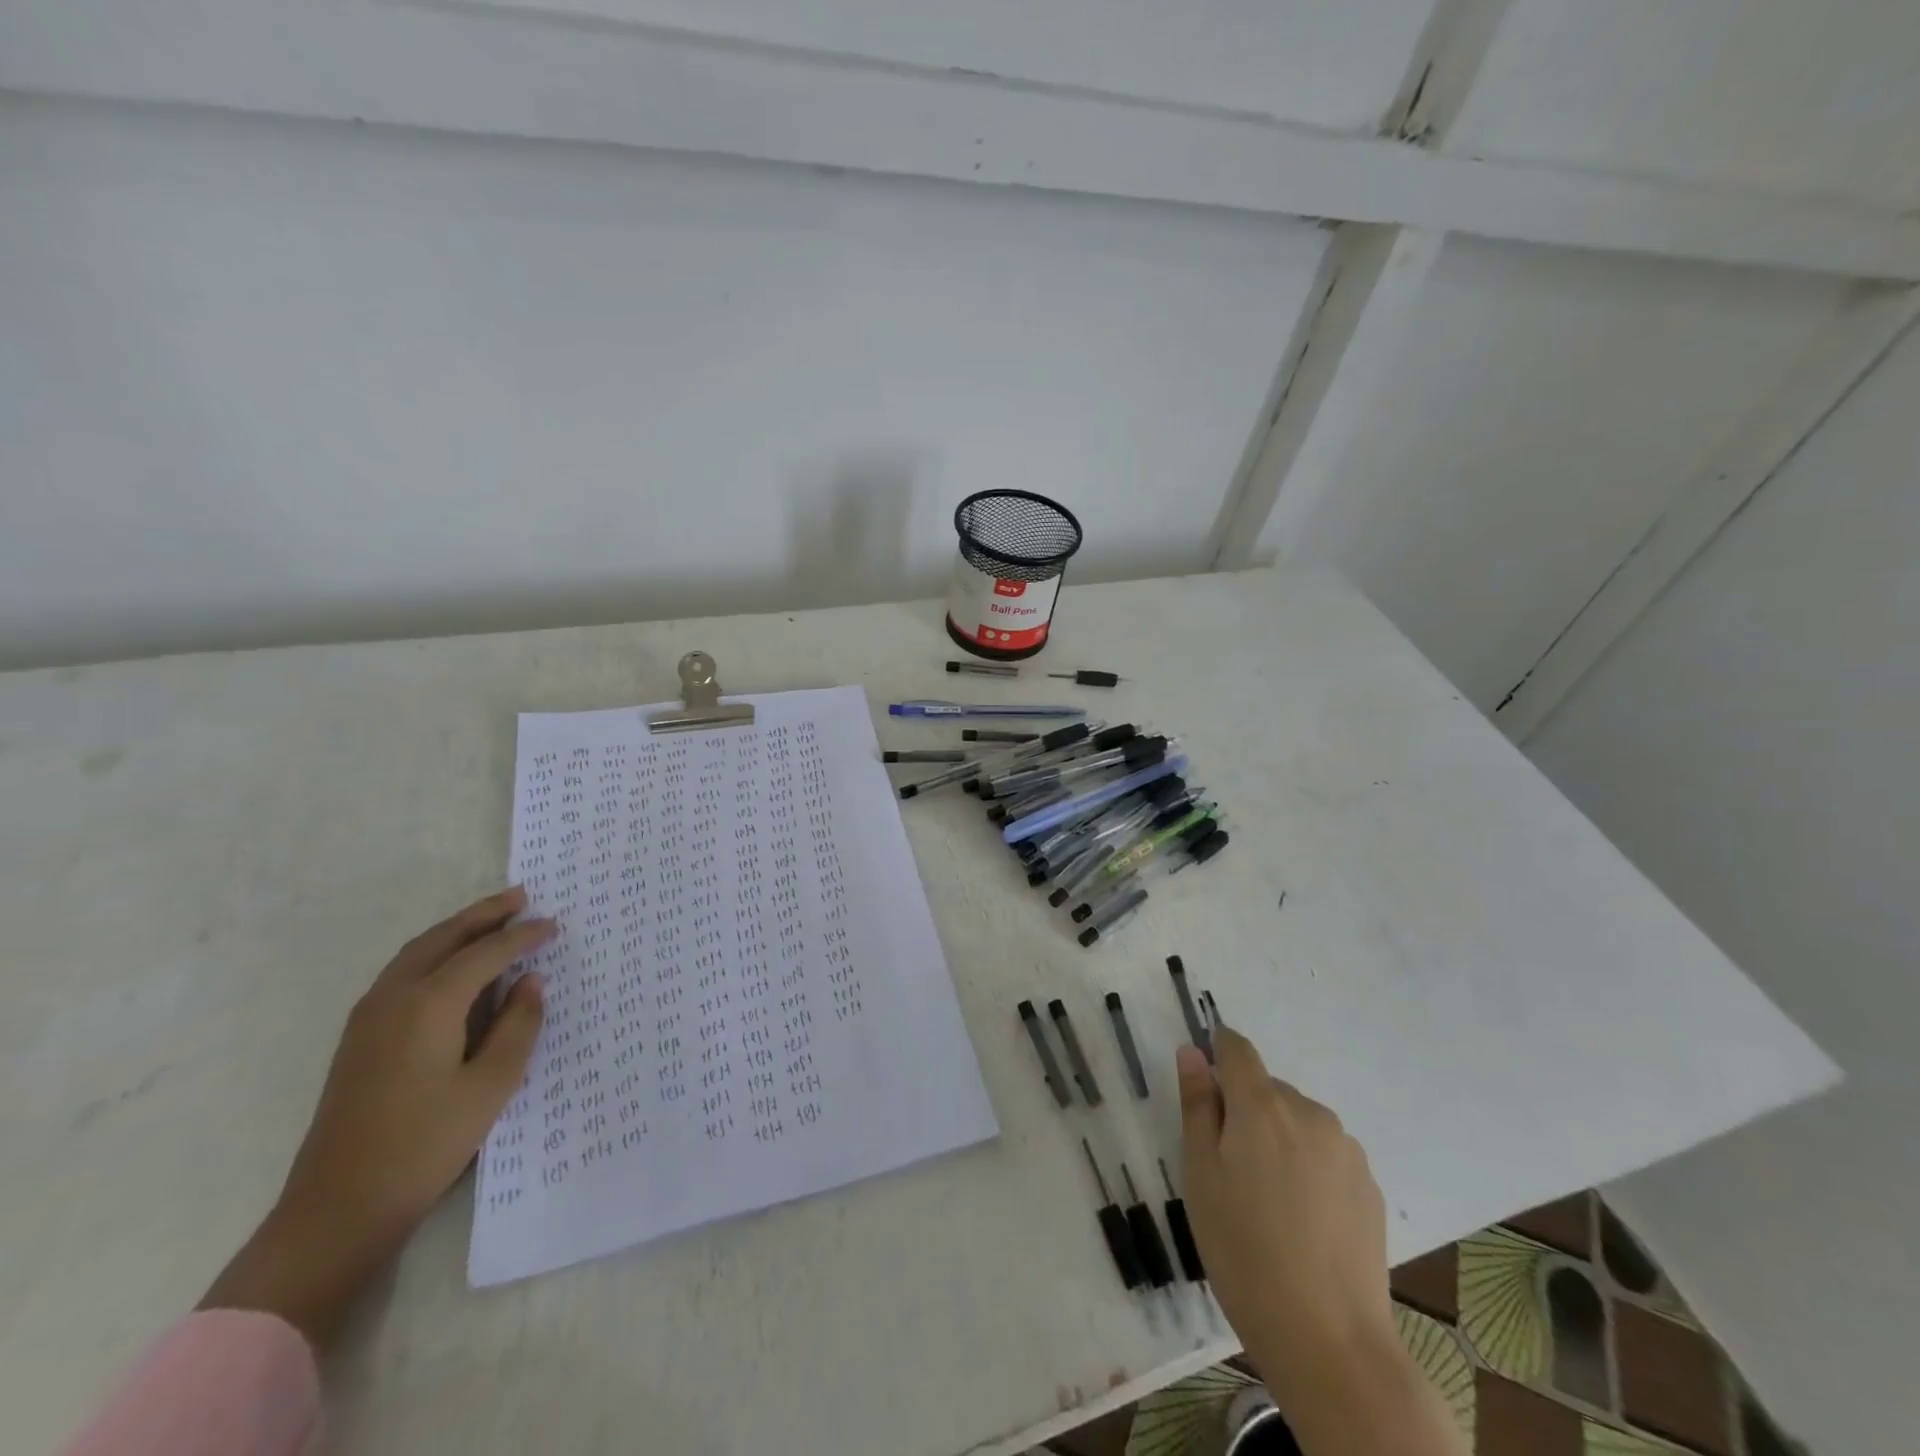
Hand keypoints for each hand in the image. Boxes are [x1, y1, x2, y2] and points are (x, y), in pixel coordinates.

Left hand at [199, 887, 553, 1350]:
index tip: (554, 924)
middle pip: (443, 938)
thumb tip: (531, 982)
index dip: (523, 936)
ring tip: (492, 920)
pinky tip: (454, 966)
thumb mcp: (491, 1085)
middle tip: (521, 897)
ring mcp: (368, 1017)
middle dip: (483, 914)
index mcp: (429, 1005)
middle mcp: (394, 998)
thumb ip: (518, 1025)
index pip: (485, 953)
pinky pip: (402, 973)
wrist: (337, 1208)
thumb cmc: (426, 1144)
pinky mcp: (359, 1037)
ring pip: (417, 952)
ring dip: (456, 930)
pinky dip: (435, 953)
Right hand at [1176, 1028, 1394, 1385]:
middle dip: (1245, 1111)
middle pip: (1267, 1088)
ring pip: (1298, 1121)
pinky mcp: (1370, 1185)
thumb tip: (1192, 1051)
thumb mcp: (1200, 1175)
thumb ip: (1197, 1105)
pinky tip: (1303, 1221)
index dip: (1216, 1054)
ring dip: (1278, 1139)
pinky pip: (1326, 1154)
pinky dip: (1308, 1168)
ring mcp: (1345, 1148)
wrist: (1330, 1340)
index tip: (1204, 1091)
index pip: (1236, 1048)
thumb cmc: (1243, 1250)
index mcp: (1262, 1104)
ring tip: (1269, 1202)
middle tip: (1230, 1171)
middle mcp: (1309, 1112)